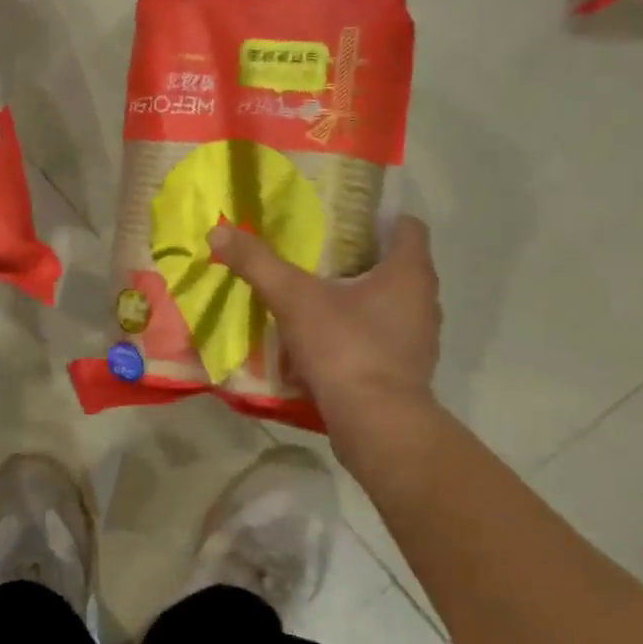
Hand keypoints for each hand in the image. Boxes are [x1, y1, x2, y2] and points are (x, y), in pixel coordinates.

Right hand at [207, 214, 441, 436]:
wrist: (377, 425)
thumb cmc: (345, 347)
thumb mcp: (294, 299)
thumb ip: (258, 263)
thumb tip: (218, 229)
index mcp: (409, 272)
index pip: (408, 226)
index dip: (377, 218)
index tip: (341, 220)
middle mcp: (424, 300)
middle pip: (395, 264)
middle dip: (358, 258)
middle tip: (316, 253)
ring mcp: (419, 338)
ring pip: (389, 303)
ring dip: (358, 297)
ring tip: (316, 295)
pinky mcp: (407, 370)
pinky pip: (381, 337)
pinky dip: (357, 332)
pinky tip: (324, 339)